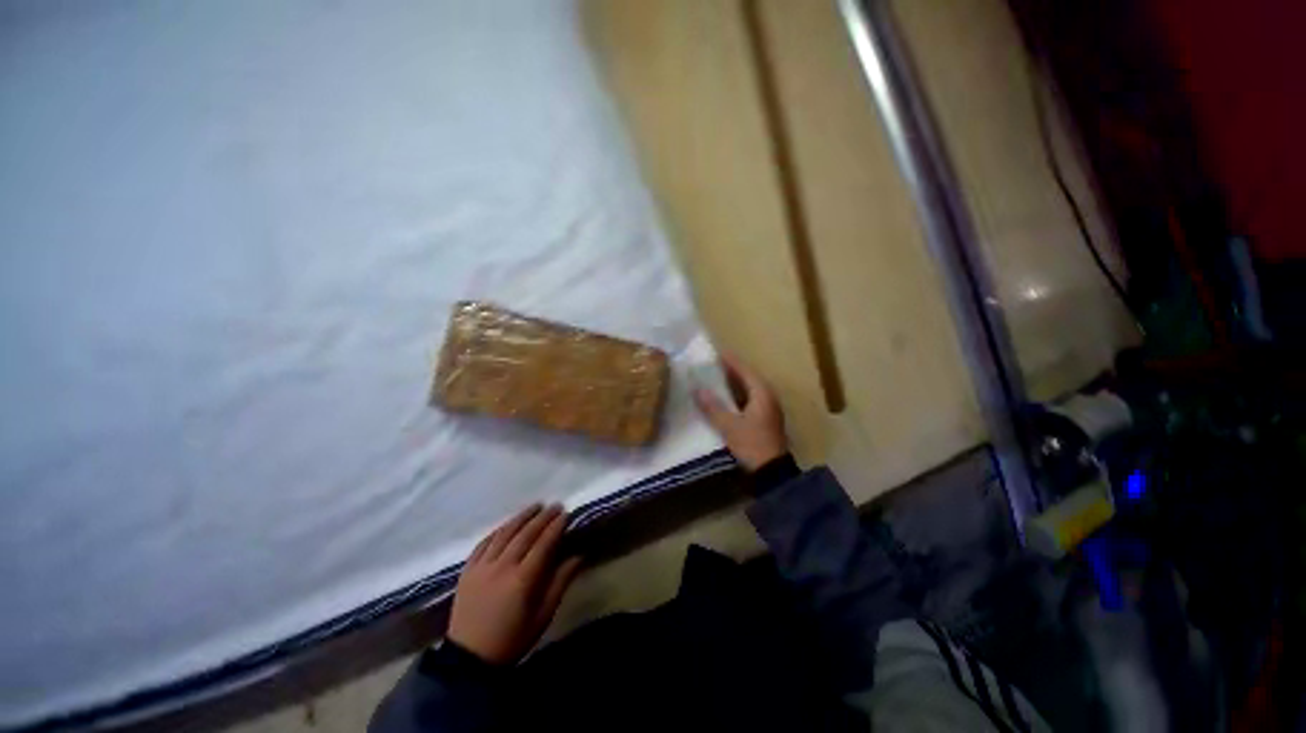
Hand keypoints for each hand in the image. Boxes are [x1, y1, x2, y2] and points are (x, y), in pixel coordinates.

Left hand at [447, 504, 581, 664]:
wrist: (469, 659)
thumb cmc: (512, 640)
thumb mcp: (543, 616)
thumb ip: (561, 582)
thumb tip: (579, 556)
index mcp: (522, 579)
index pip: (543, 543)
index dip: (556, 526)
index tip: (566, 514)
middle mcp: (502, 566)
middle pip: (525, 533)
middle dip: (542, 517)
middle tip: (555, 505)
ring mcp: (482, 566)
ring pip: (504, 533)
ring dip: (521, 517)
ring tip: (535, 507)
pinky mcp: (467, 570)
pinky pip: (484, 542)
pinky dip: (498, 530)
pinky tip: (507, 524)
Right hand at [692, 354, 788, 470]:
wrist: (772, 472)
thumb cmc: (752, 444)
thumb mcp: (729, 426)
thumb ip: (713, 407)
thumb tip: (698, 390)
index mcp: (762, 393)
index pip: (744, 370)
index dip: (730, 361)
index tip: (717, 352)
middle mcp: (768, 397)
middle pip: (748, 378)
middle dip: (731, 371)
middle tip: (712, 365)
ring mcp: (768, 409)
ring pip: (748, 389)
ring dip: (733, 384)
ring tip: (715, 378)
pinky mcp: (765, 419)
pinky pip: (749, 400)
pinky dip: (736, 396)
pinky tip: (724, 399)